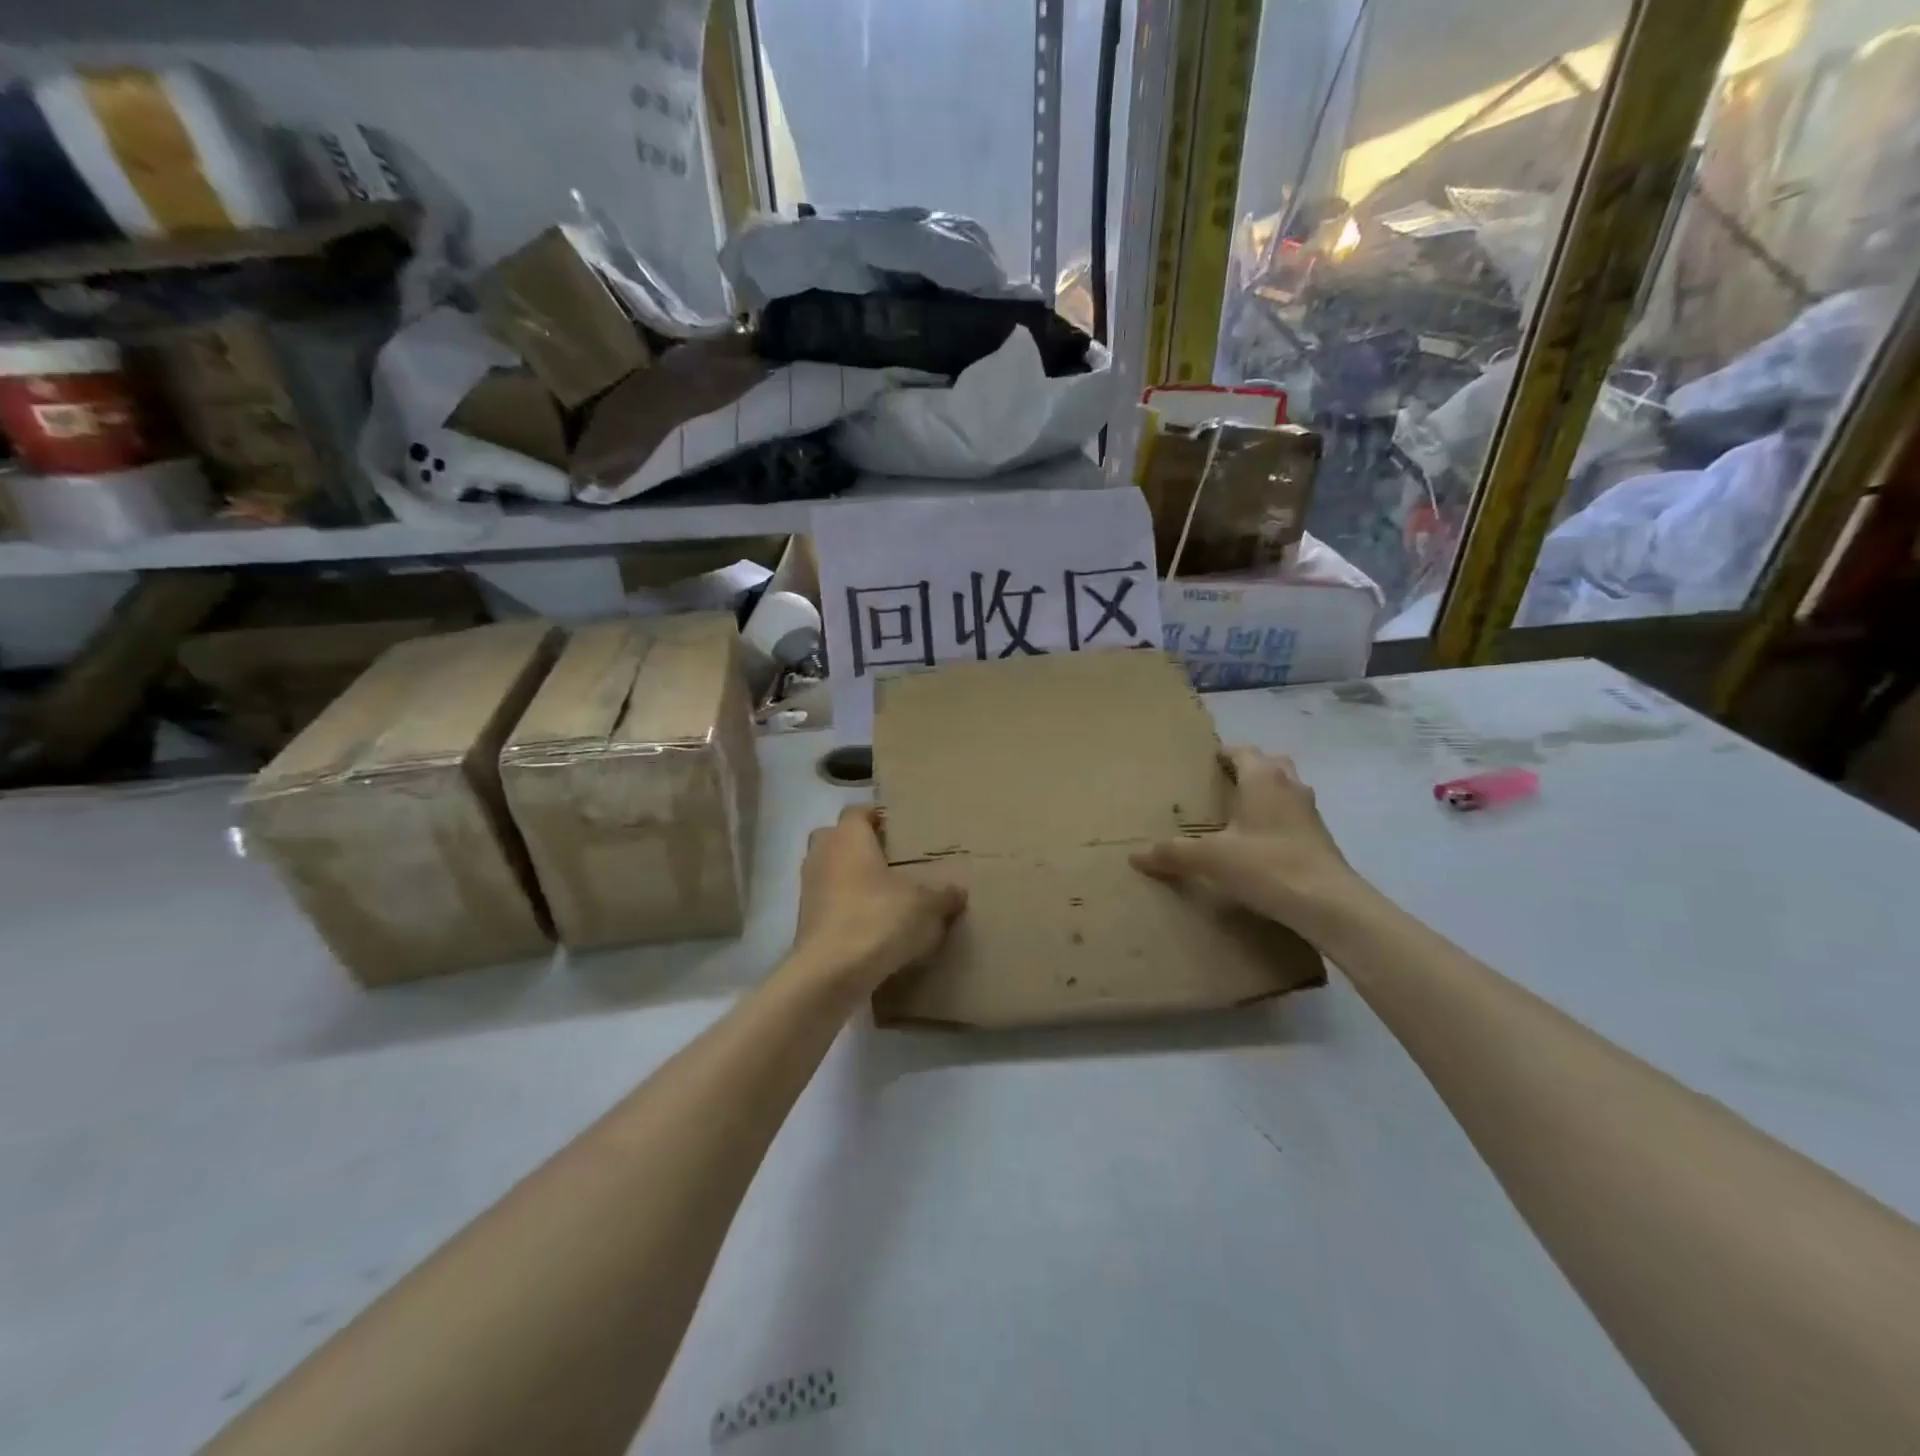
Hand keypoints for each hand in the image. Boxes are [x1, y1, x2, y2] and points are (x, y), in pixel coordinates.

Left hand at [789, 805, 966, 994]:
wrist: (831, 974)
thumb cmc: (877, 920)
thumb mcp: (925, 906)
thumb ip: (943, 894)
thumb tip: (958, 890)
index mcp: (848, 837)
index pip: (858, 811)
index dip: (878, 816)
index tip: (901, 827)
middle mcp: (822, 854)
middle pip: (837, 838)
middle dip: (860, 845)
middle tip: (892, 858)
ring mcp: (809, 888)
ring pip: (830, 870)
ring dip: (851, 878)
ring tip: (884, 893)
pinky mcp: (805, 920)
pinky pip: (828, 901)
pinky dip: (845, 907)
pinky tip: (871, 923)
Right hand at [1131, 747, 1368, 937]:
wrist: (1329, 905)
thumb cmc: (1267, 865)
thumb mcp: (1211, 858)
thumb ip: (1173, 853)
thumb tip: (1135, 855)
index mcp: (1264, 778)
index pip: (1242, 751)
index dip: (1222, 754)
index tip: (1201, 764)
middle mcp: (1290, 786)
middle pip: (1269, 764)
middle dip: (1246, 770)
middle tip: (1219, 786)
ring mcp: (1310, 813)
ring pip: (1285, 790)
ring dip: (1265, 795)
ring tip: (1237, 814)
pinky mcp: (1320, 839)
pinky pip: (1293, 817)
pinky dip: (1276, 821)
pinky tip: (1257, 845)